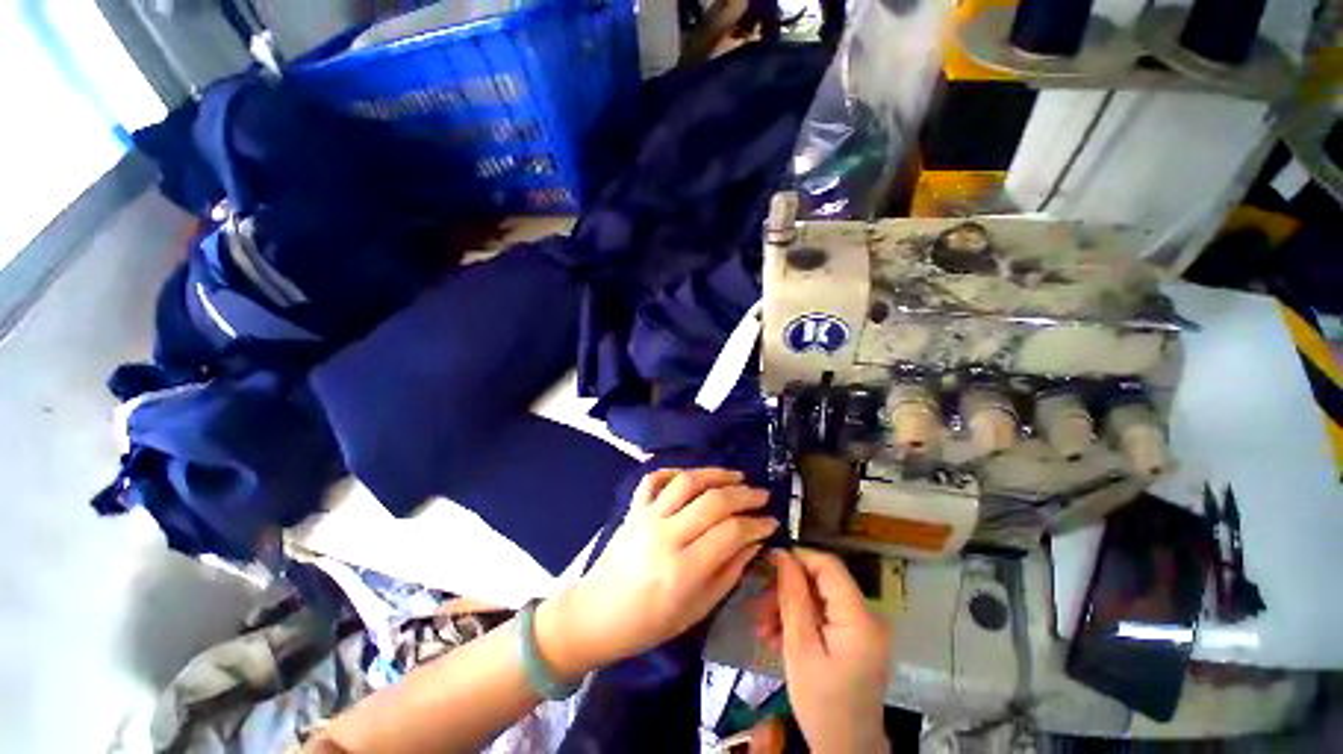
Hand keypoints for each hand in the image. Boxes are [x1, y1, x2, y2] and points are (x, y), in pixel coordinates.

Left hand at [536, 468, 777, 679]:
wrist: (596, 614)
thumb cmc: (649, 623)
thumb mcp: (697, 610)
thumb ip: (729, 573)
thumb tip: (755, 542)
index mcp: (683, 570)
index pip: (730, 533)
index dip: (756, 524)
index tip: (771, 522)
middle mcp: (666, 535)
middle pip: (713, 501)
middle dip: (744, 495)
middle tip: (762, 495)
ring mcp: (646, 517)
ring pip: (687, 481)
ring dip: (716, 474)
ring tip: (737, 477)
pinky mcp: (633, 509)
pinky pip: (654, 479)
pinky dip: (675, 471)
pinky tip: (692, 476)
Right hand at [753, 548, 890, 753]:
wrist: (845, 749)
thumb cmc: (822, 703)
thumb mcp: (800, 648)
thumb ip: (792, 597)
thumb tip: (782, 554)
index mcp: (860, 618)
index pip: (828, 566)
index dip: (797, 558)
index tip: (768, 563)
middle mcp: (868, 616)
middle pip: (822, 583)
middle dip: (788, 590)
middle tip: (759, 606)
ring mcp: (864, 629)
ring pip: (819, 599)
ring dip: (790, 608)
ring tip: (763, 628)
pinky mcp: (856, 639)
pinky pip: (825, 617)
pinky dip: (802, 622)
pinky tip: (778, 638)